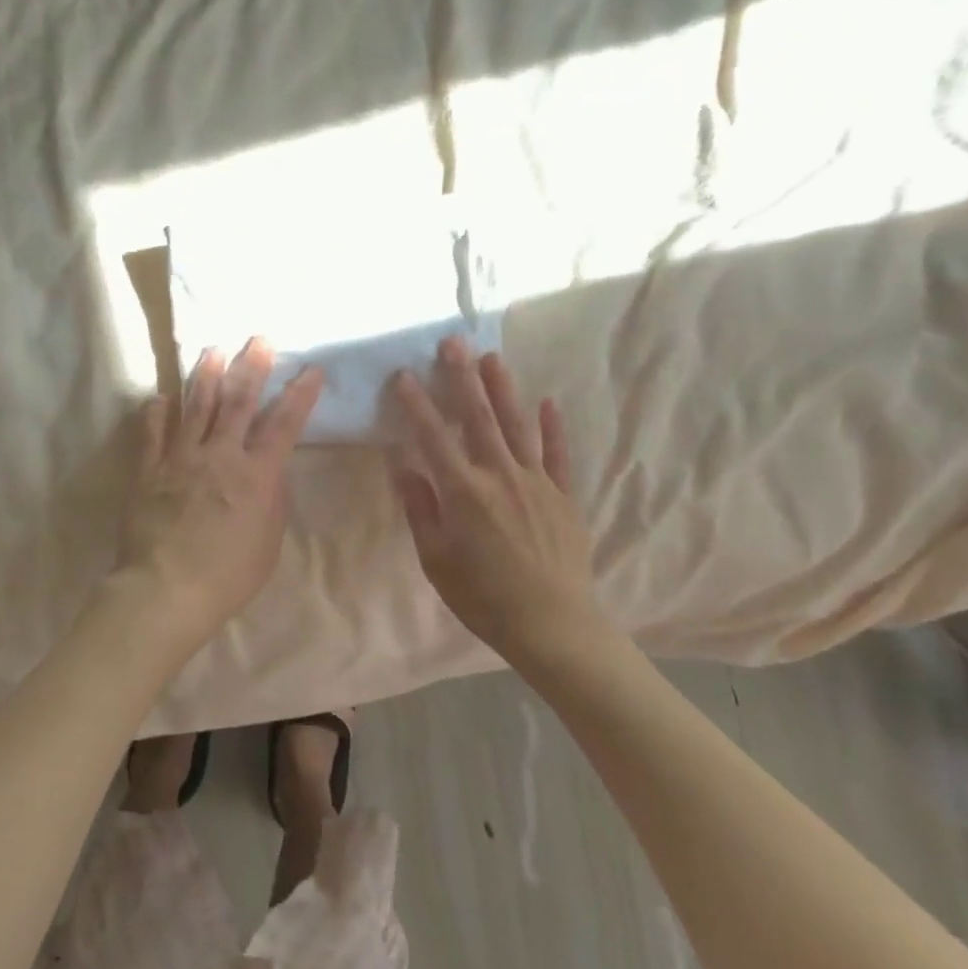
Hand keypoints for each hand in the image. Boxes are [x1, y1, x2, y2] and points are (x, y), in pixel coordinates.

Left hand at [118, 338, 323, 649]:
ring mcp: (180, 459)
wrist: (165, 589)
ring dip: (206, 376)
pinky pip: (153, 433)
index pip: (284, 425)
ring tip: (212, 349)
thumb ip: (272, 500)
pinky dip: (157, 412)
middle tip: (258, 338)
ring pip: (195, 407)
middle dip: (251, 367)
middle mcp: (220, 456)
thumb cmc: (228, 575)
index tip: (311, 369)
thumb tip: (271, 471)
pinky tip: (161, 396)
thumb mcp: (269, 542)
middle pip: (238, 402)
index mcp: (256, 475)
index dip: (300, 395)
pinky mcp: (149, 470)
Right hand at [391, 338, 596, 663]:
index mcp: (465, 493)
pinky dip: (552, 427)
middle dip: (462, 378)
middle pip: (479, 418)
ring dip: (504, 389)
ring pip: (518, 426)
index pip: (434, 437)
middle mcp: (500, 476)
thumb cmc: (484, 598)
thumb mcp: (437, 560)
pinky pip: (558, 454)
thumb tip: (404, 467)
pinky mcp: (563, 496)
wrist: (552, 625)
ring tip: (492, 358)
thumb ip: (421, 510)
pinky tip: (548, 402)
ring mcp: (537, 482)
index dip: (417, 404)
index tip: (404, 376)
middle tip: (452, 343)